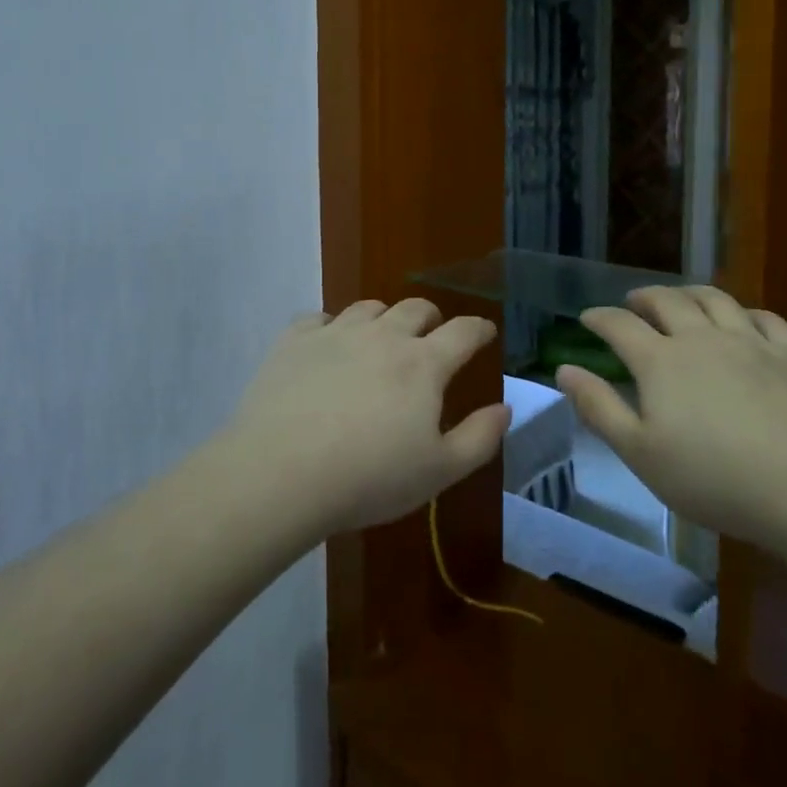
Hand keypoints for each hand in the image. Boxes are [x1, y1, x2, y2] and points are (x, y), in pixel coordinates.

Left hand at [226, 298, 509, 536]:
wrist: (281, 473)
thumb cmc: (369, 478)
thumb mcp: (438, 472)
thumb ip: (479, 438)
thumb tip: (504, 408)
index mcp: (423, 364)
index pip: (463, 332)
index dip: (479, 329)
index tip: (484, 331)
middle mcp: (383, 336)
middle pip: (415, 308)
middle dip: (431, 318)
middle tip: (431, 336)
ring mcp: (336, 333)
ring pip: (369, 307)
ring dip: (383, 318)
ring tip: (380, 339)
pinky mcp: (294, 341)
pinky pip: (319, 318)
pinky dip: (332, 327)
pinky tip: (328, 346)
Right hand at [557, 286, 786, 555]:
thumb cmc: (717, 480)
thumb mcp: (642, 454)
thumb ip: (599, 408)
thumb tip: (563, 370)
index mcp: (660, 361)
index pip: (619, 326)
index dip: (599, 318)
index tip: (587, 318)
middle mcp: (702, 338)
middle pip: (667, 301)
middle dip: (644, 297)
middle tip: (633, 301)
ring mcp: (752, 342)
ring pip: (714, 300)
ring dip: (690, 293)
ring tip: (680, 298)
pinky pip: (765, 318)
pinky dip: (745, 312)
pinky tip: (743, 320)